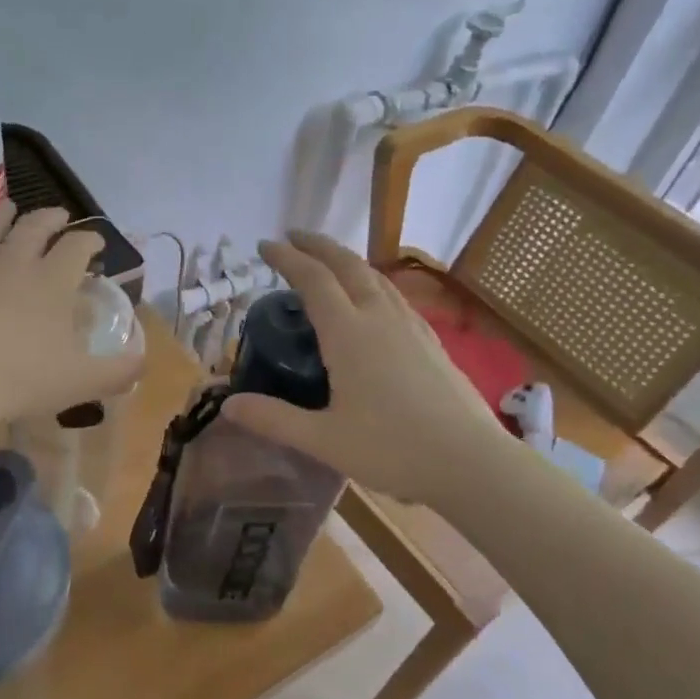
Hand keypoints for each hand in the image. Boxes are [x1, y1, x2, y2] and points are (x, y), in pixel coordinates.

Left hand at [0, 202, 144, 428]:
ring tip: (10, 207)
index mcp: (53, 281)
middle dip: (52, 217)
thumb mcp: (81, 382)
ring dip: (5, 213)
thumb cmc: (22, 379)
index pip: (77, 246)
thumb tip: (142, 362)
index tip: (97, 243)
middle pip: (36, 227)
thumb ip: (118, 371)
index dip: (91, 239)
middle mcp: (17, 263)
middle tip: (60, 217)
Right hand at [223, 232, 506, 505]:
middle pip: (347, 266)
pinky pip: (394, 295)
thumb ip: (274, 420)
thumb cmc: (392, 449)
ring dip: (347, 260)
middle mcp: (380, 318)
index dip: (287, 259)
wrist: (471, 462)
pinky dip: (371, 282)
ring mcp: (411, 327)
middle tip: (294, 237)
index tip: (265, 246)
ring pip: (375, 277)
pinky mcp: (431, 341)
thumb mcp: (323, 440)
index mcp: (349, 334)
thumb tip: (228, 406)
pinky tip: (372, 300)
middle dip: (318, 246)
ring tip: (328, 261)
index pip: (313, 280)